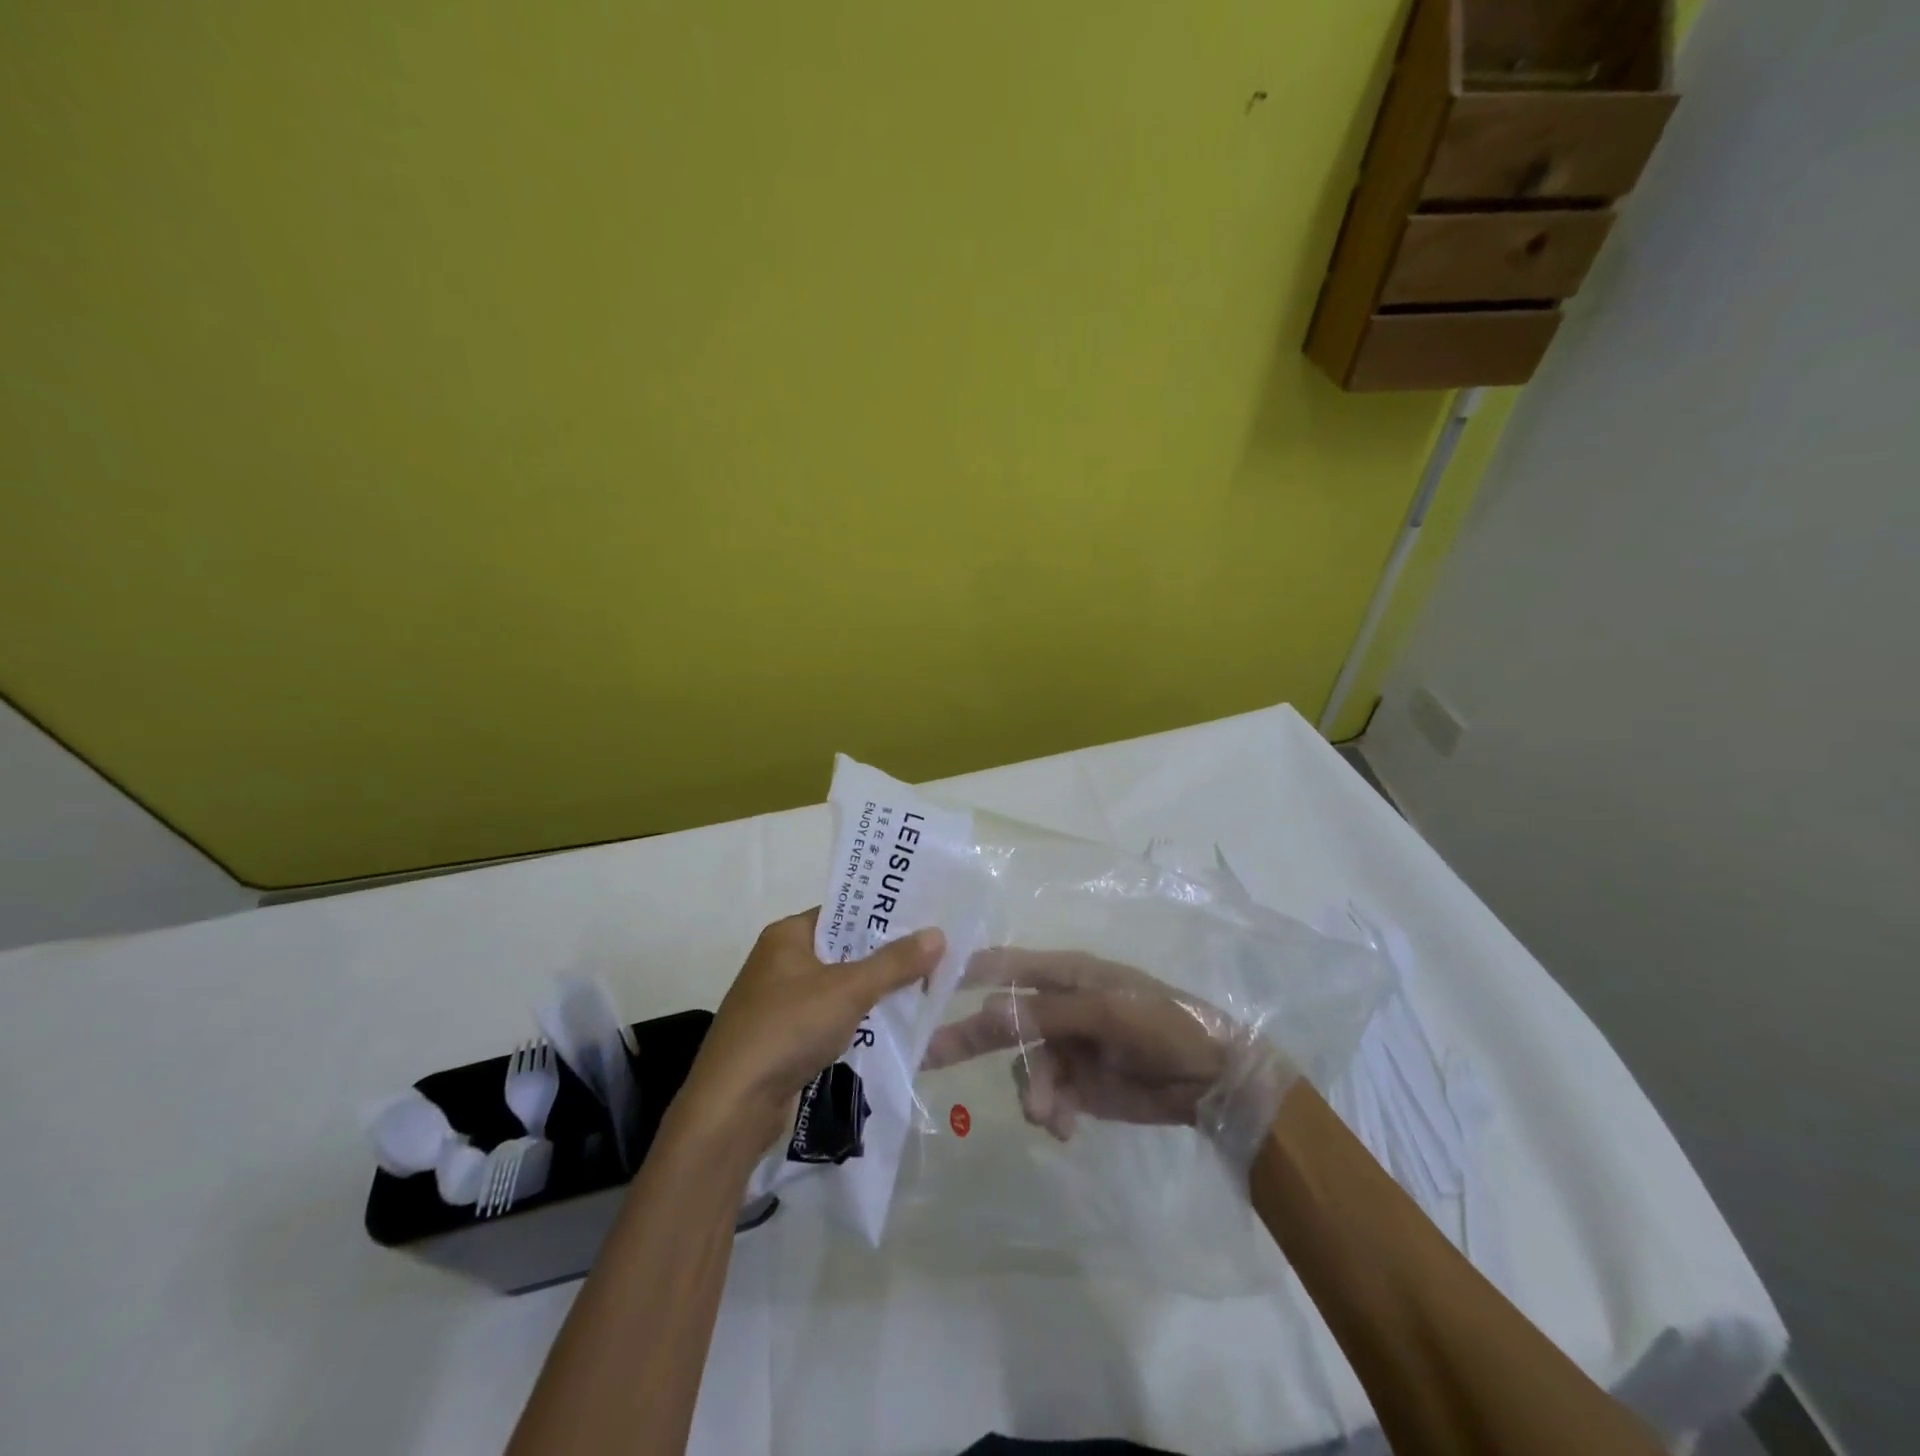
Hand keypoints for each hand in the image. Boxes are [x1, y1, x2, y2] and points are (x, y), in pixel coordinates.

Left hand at [679, 909, 945, 1152]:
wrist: (733, 1106)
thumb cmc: (788, 1028)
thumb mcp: (848, 990)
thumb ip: (894, 963)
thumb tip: (937, 934)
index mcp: (786, 936)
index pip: (841, 913)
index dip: (879, 916)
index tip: (921, 921)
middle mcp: (778, 962)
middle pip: (841, 951)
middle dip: (882, 958)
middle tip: (930, 957)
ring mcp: (777, 1003)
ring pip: (836, 989)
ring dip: (870, 994)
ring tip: (918, 991)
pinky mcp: (780, 1040)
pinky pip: (826, 1020)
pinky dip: (853, 1023)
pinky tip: (886, 1029)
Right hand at [922, 948, 1258, 1141]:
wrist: (1213, 1080)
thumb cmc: (1163, 1026)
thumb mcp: (1107, 1011)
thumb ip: (1047, 1012)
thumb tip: (988, 1010)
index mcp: (1066, 975)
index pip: (1006, 966)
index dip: (968, 971)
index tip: (927, 983)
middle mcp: (1059, 1007)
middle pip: (1002, 1018)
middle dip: (968, 1036)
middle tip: (925, 1056)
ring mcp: (1067, 1047)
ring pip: (1023, 1066)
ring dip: (1030, 1089)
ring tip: (1046, 1114)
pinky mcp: (1077, 1086)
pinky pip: (1044, 1097)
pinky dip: (1048, 1111)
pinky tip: (1063, 1126)